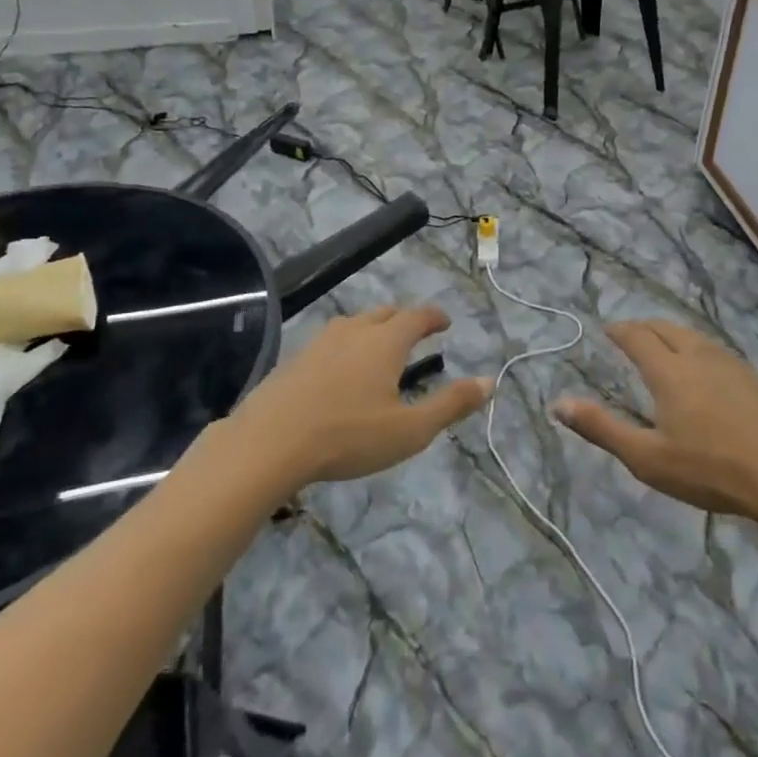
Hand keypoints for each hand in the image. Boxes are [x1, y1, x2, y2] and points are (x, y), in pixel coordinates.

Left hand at [228, 305, 489, 491]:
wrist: (268, 443)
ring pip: (354, 324)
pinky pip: (330, 342)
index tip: (445, 322)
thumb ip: (451, 405)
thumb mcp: (410, 430)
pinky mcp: (294, 360)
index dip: (434, 317)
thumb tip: (489, 382)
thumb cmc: (348, 436)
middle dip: (404, 319)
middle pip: (385, 313)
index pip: (417, 316)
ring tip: (379, 348)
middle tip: (416, 332)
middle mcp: (354, 331)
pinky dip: (346, 346)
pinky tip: (340, 370)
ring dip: (373, 329)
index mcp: (385, 342)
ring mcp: (319, 343)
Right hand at [553, 320, 757, 518]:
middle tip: (632, 334)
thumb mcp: (647, 458)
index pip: (638, 337)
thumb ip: (602, 429)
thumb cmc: (710, 469)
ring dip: (674, 335)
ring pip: (695, 337)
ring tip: (665, 345)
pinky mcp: (756, 378)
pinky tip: (706, 369)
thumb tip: (559, 403)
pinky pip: (718, 351)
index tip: (608, 329)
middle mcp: (698, 357)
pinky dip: (699, 349)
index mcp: (669, 371)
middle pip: (667, 328)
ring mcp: (732, 364)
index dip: (620, 330)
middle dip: (645, 327)